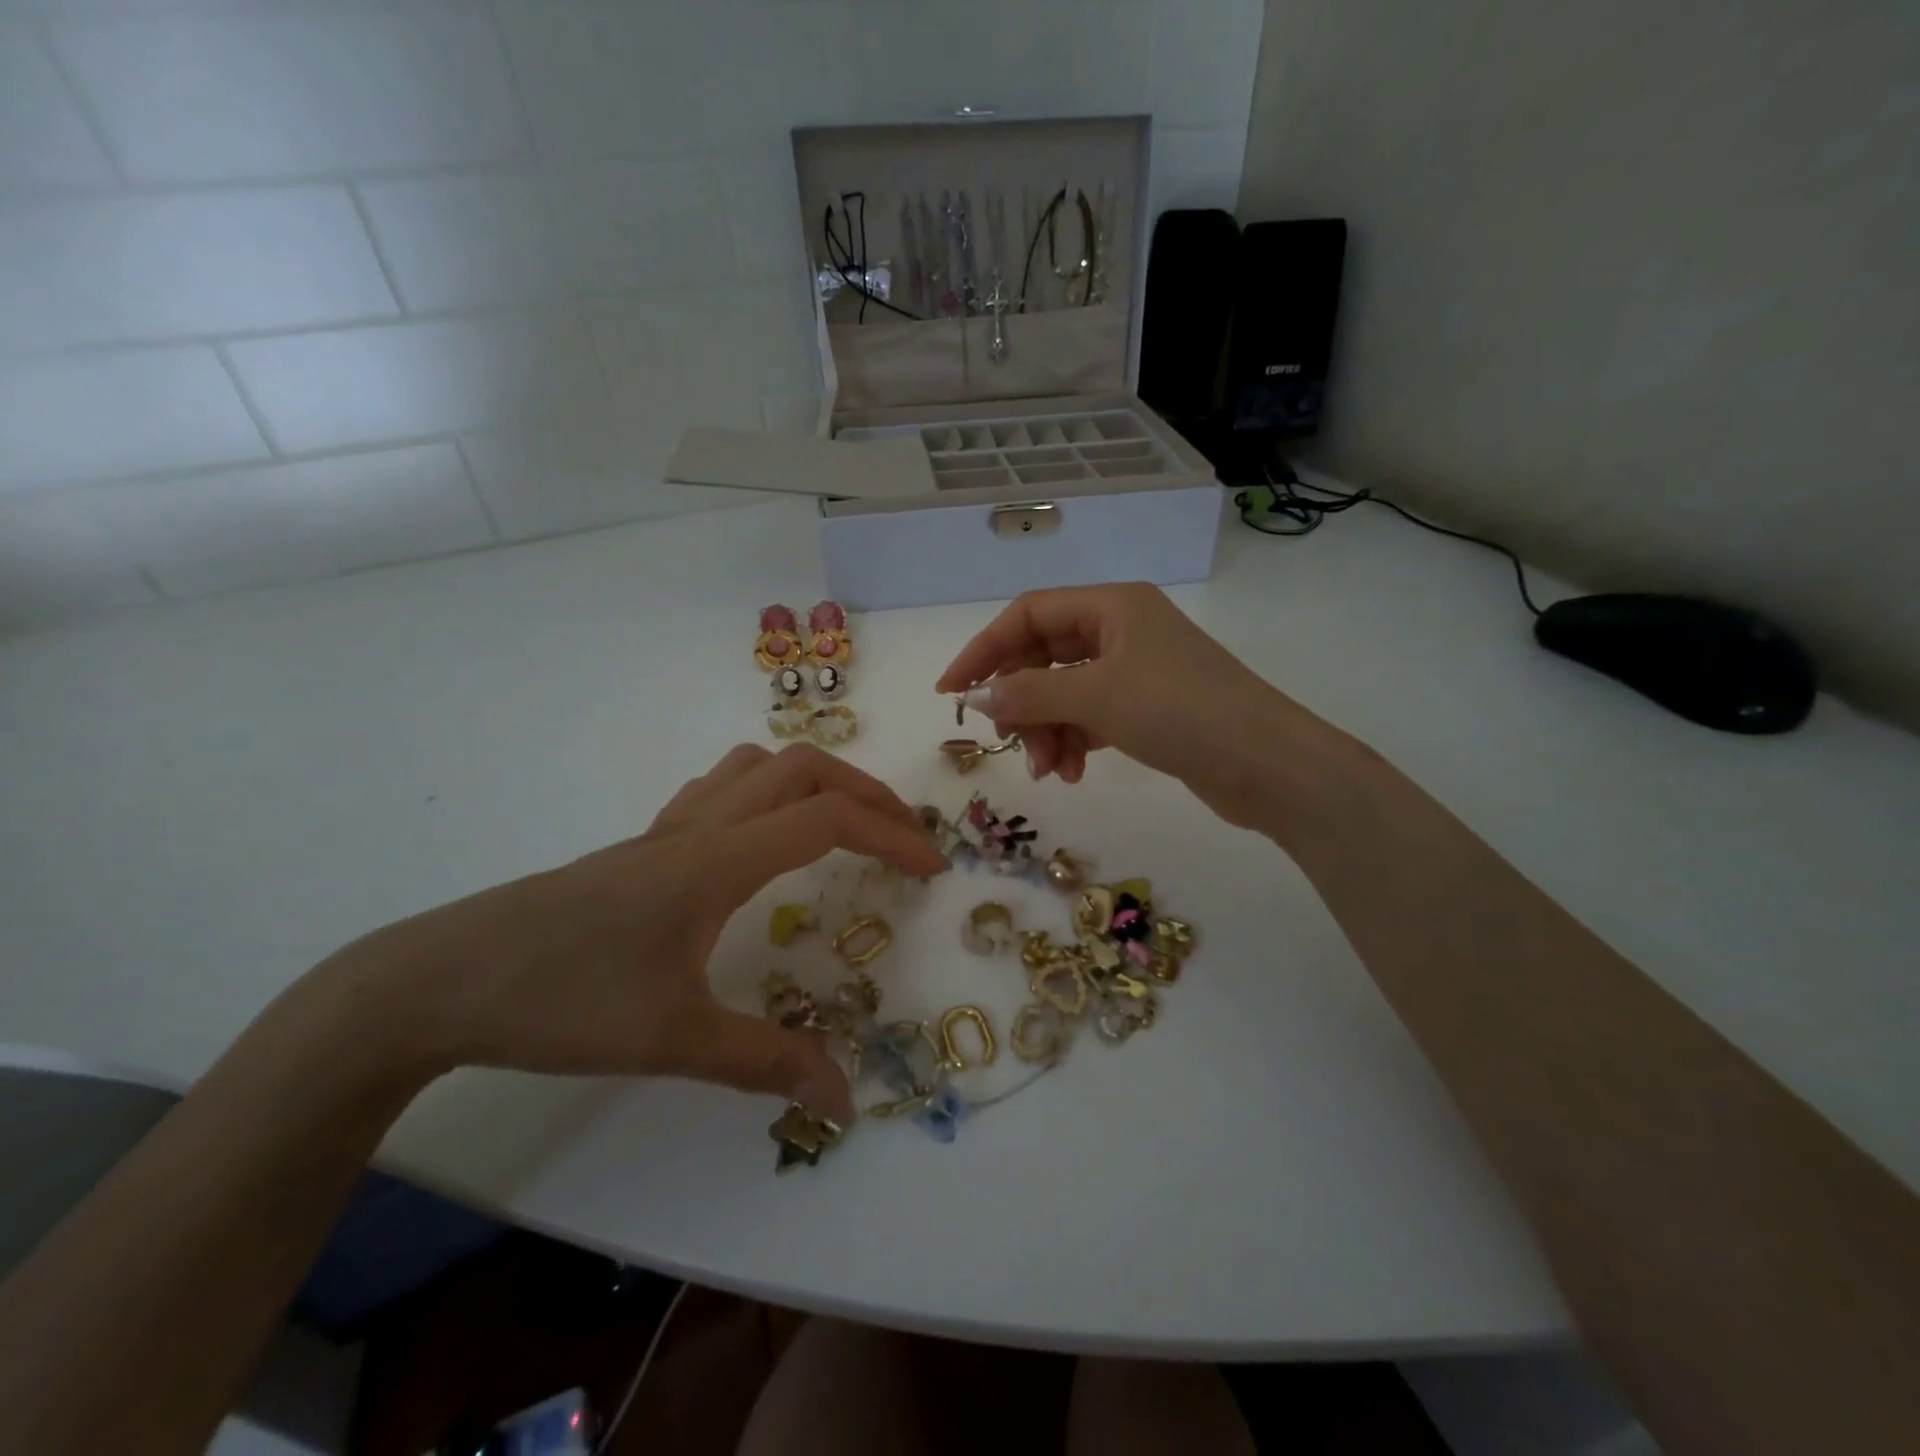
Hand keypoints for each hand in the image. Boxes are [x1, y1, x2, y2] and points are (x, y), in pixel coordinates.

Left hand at [301, 744, 945, 1121]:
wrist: (438, 980)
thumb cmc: (561, 1001)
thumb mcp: (674, 1040)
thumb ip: (767, 1063)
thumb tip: (844, 1099)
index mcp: (718, 861)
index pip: (829, 820)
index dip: (892, 836)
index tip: (930, 870)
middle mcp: (701, 826)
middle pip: (803, 767)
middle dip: (866, 792)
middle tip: (901, 838)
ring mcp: (667, 829)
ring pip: (758, 765)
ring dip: (815, 781)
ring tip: (844, 826)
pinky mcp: (642, 844)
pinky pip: (719, 787)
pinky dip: (765, 792)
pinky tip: (763, 840)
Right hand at [936, 583, 1306, 825]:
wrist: (1267, 764)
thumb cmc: (1180, 711)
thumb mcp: (1096, 697)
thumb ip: (1027, 695)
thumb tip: (972, 698)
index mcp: (1111, 605)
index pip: (1028, 615)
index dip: (983, 650)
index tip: (951, 692)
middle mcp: (1121, 629)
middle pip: (1043, 657)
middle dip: (1022, 703)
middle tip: (1009, 743)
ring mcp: (1135, 670)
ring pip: (1064, 692)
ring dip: (1046, 730)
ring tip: (1049, 770)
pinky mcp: (1146, 708)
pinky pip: (1088, 716)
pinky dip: (1073, 741)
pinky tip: (1071, 772)